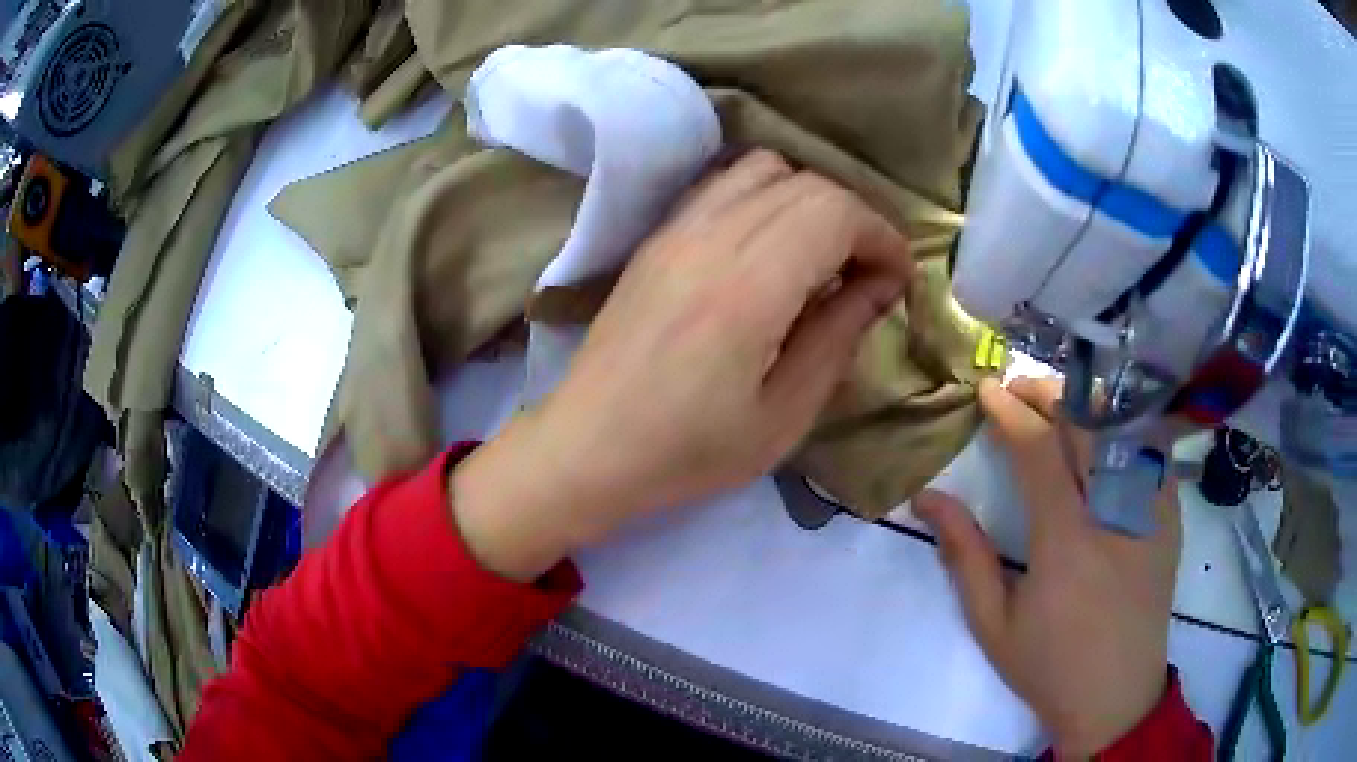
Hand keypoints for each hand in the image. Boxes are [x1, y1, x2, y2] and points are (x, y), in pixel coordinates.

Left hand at [453, 150, 912, 581]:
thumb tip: (880, 284)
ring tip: (821, 256)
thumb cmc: (687, 451)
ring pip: (764, 169)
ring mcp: (675, 229)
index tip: (897, 281)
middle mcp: (710, 238)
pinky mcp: (657, 236)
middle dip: (856, 218)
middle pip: (807, 183)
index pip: (835, 211)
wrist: (588, 447)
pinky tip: (771, 248)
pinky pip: (724, 184)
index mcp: (747, 288)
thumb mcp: (783, 415)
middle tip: (868, 274)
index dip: (882, 236)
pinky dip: (766, 197)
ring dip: (810, 200)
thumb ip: (838, 336)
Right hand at [914, 377, 1181, 756]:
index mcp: (1065, 541)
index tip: (987, 392)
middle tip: (1018, 387)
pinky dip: (1125, 425)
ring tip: (1058, 401)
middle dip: (1047, 393)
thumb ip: (964, 555)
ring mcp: (1151, 510)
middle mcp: (1114, 513)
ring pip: (1122, 427)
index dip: (1010, 413)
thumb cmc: (1049, 665)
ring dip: (1087, 403)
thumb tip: (927, 498)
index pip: (1039, 450)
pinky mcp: (1170, 517)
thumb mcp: (992, 623)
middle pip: (1085, 423)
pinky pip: (1152, 451)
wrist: (1116, 695)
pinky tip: (1106, 428)